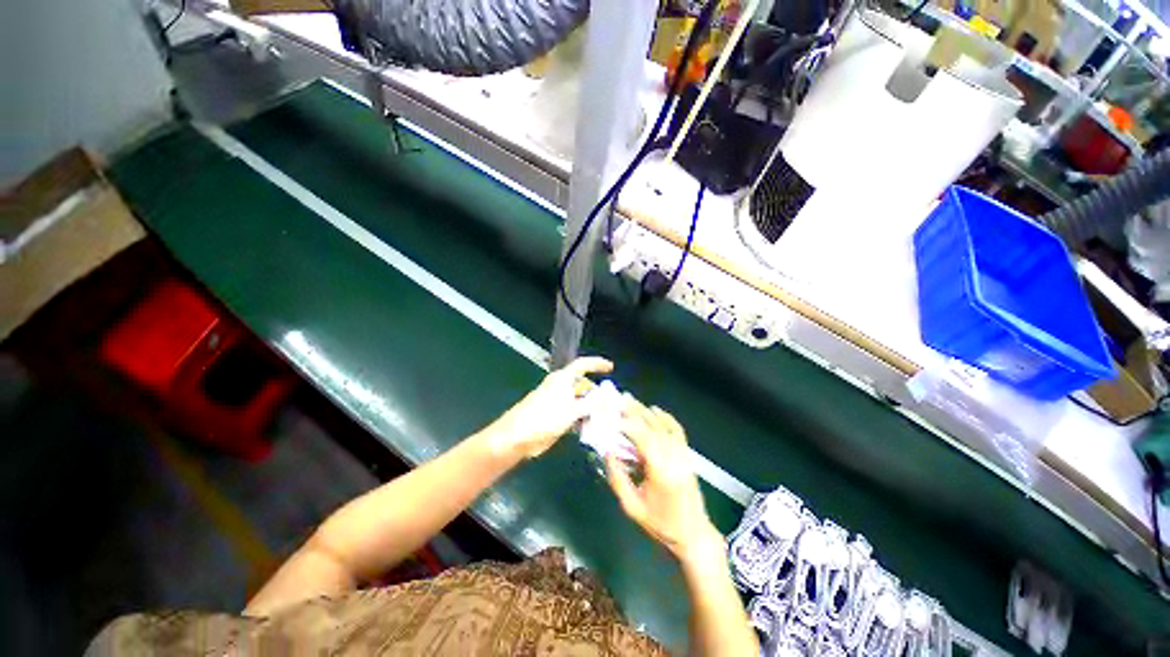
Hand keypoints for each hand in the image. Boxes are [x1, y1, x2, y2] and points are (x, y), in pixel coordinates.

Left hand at [486, 356, 613, 459]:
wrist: (517, 438)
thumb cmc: (543, 419)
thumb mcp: (571, 411)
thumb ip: (592, 403)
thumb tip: (610, 396)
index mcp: (562, 379)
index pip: (582, 365)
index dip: (597, 364)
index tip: (611, 367)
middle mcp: (561, 388)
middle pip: (584, 385)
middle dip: (598, 393)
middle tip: (613, 403)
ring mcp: (558, 402)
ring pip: (581, 401)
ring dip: (593, 408)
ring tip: (607, 417)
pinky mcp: (556, 416)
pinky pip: (576, 414)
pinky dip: (585, 419)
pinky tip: (594, 427)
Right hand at [605, 398, 721, 563]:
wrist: (693, 533)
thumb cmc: (660, 524)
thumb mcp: (632, 507)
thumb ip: (617, 478)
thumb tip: (608, 452)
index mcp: (661, 472)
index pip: (644, 439)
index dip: (628, 425)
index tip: (613, 416)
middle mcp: (674, 458)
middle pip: (654, 427)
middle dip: (636, 411)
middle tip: (620, 399)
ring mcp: (683, 455)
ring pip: (664, 425)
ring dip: (647, 411)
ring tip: (631, 401)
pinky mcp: (688, 455)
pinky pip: (677, 430)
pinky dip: (666, 417)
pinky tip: (655, 410)